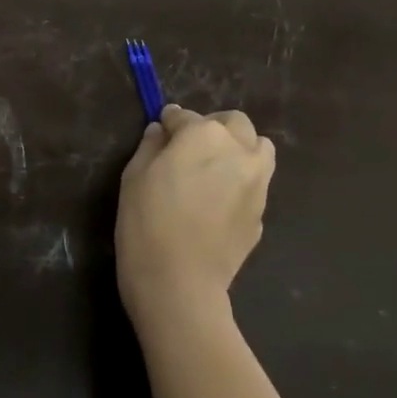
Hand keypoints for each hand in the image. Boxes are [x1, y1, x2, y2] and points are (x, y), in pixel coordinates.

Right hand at [116, 106, 275, 336]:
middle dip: (212, 128)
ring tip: (214, 170)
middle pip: (233, 123)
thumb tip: (162, 132)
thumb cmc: (146, 222)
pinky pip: (255, 184)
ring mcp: (257, 182)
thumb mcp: (134, 177)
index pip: (185, 116)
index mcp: (204, 135)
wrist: (179, 281)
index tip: (161, 132)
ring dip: (238, 149)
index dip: (170, 123)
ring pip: (258, 149)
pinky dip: (240, 183)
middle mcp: (239, 150)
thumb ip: (151, 146)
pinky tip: (217, 205)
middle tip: (189, 149)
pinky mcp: (262, 212)